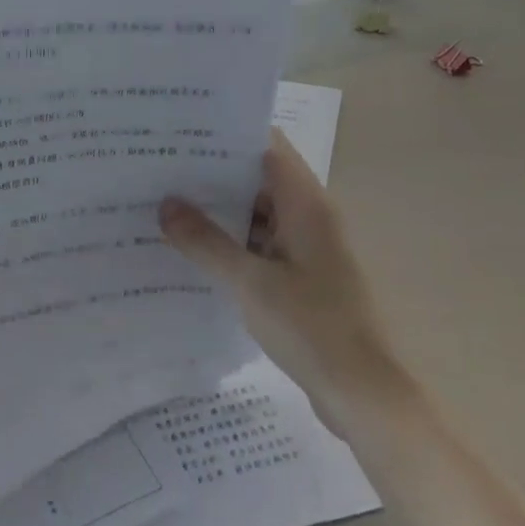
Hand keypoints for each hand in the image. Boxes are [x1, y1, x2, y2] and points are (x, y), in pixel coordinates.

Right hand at [160, 131, 394, 412]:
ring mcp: (306, 248)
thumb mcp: (251, 283)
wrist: (363, 393)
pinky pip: (261, 246)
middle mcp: (309, 217)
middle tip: (161, 169)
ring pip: (258, 215)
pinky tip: (194, 251)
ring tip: (167, 206)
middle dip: (213, 174)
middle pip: (259, 179)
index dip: (228, 134)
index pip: (267, 146)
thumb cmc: (312, 327)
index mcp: (306, 205)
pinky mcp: (301, 277)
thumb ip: (206, 242)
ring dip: (220, 212)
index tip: (184, 131)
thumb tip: (166, 204)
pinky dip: (232, 244)